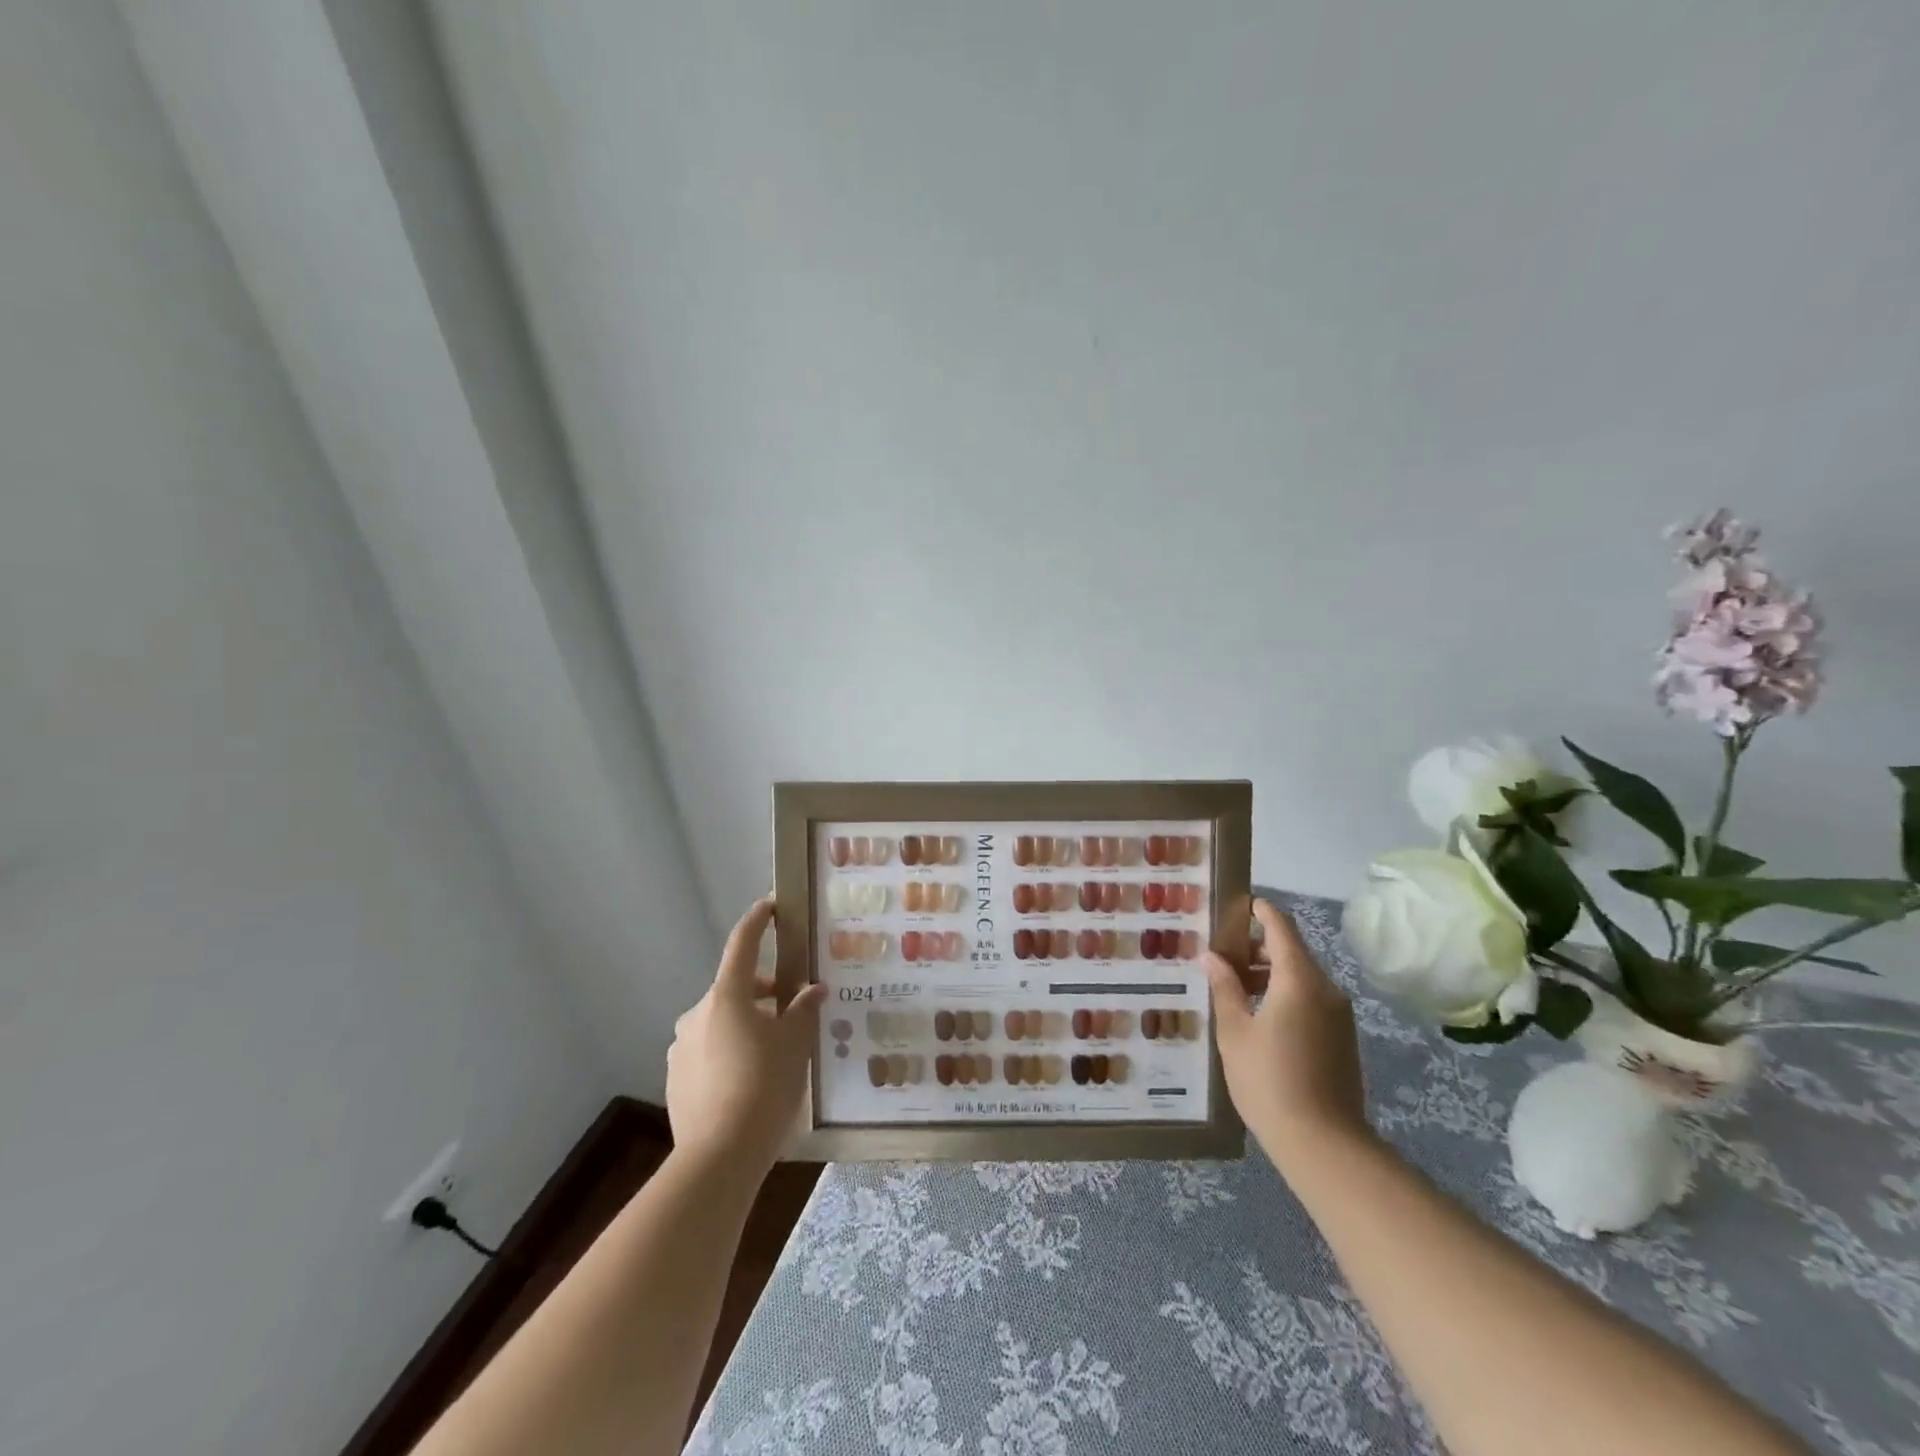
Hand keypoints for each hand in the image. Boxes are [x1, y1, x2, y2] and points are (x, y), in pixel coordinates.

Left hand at [666, 898, 826, 1172]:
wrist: (718, 1158)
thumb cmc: (763, 1087)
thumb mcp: (795, 1045)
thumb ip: (803, 1011)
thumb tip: (812, 991)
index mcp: (727, 997)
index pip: (742, 944)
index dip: (758, 921)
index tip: (770, 905)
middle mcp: (697, 1014)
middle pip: (735, 989)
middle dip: (763, 993)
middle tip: (792, 1009)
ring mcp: (681, 1047)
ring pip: (720, 1021)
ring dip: (746, 1024)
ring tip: (774, 1052)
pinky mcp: (675, 1078)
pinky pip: (707, 1051)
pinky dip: (729, 1051)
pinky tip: (749, 1081)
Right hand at [1202, 899, 1372, 1174]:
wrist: (1324, 1144)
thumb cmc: (1269, 1080)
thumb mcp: (1235, 1031)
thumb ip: (1225, 988)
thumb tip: (1212, 957)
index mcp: (1299, 980)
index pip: (1281, 928)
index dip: (1261, 911)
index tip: (1239, 904)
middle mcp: (1326, 989)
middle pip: (1292, 952)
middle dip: (1258, 948)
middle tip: (1222, 957)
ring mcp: (1339, 1016)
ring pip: (1301, 978)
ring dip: (1270, 975)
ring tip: (1234, 990)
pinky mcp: (1343, 1039)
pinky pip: (1311, 1001)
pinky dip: (1285, 996)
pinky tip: (1258, 1019)